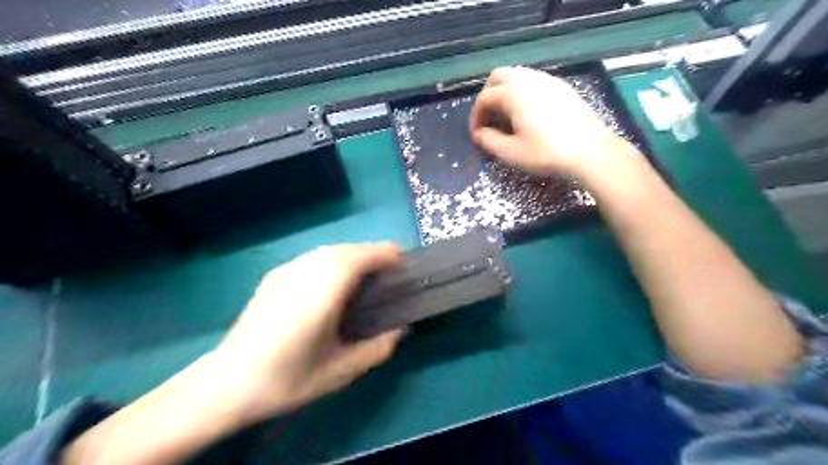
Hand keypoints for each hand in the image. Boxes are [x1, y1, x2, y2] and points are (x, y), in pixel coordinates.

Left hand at [210, 244, 402, 424]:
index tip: (403, 262)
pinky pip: (313, 257)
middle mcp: (304, 273)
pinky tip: (334, 280)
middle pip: (346, 249)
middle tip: (389, 271)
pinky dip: (334, 259)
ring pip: (329, 250)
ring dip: (353, 254)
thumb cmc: (287, 379)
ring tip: (366, 274)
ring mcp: (286, 271)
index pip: (359, 257)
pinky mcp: (275, 275)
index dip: (384, 254)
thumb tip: (401, 328)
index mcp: (322, 294)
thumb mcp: (341, 371)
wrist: (227, 382)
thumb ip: (378, 348)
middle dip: (372, 253)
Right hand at [469, 66, 634, 177]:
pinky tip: (528, 114)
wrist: (591, 151)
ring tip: (506, 117)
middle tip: (488, 119)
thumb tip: (479, 134)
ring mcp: (548, 80)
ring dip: (505, 93)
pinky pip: (533, 82)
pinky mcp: (562, 87)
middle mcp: (529, 79)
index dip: (476, 117)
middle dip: (487, 96)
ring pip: (517, 76)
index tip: (477, 136)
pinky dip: (522, 93)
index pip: (484, 98)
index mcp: (513, 93)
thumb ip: (489, 141)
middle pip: (498, 77)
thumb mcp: (511, 153)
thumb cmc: (547, 152)